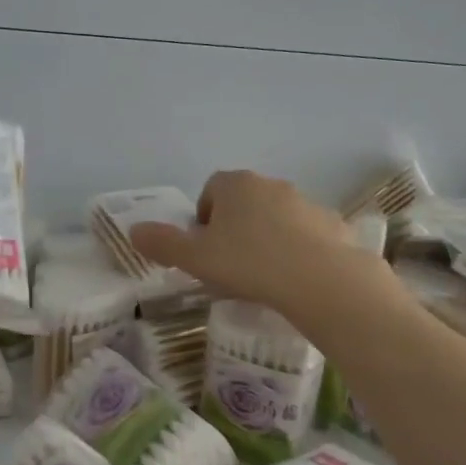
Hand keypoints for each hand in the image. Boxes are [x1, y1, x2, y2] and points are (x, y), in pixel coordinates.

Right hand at [128, 169, 391, 324]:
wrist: (320, 279)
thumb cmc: (248, 263)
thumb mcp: (195, 258)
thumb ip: (163, 243)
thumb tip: (134, 231)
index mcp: (235, 185)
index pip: (211, 190)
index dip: (203, 218)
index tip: (204, 248)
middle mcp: (271, 184)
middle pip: (244, 201)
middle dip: (234, 227)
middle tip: (230, 264)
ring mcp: (306, 202)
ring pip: (276, 217)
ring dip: (266, 237)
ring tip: (263, 275)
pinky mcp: (332, 224)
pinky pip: (306, 234)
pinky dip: (297, 249)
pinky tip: (294, 278)